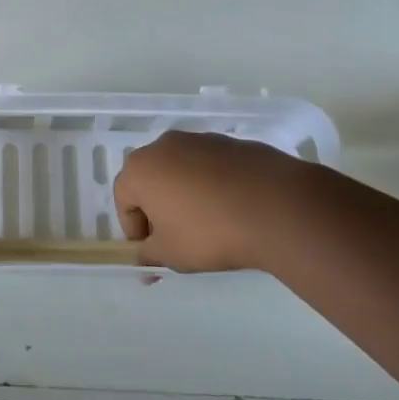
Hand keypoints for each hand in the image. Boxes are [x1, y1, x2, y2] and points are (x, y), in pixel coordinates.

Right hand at [115, 130, 317, 272]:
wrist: (276, 207)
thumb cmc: (210, 232)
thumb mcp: (172, 254)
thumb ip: (149, 255)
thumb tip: (144, 259)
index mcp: (140, 169)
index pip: (123, 198)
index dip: (133, 228)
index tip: (152, 251)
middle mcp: (164, 146)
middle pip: (150, 179)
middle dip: (157, 208)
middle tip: (175, 237)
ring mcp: (199, 140)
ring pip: (180, 170)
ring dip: (185, 193)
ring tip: (208, 223)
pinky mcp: (230, 143)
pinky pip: (210, 166)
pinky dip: (212, 184)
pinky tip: (232, 209)